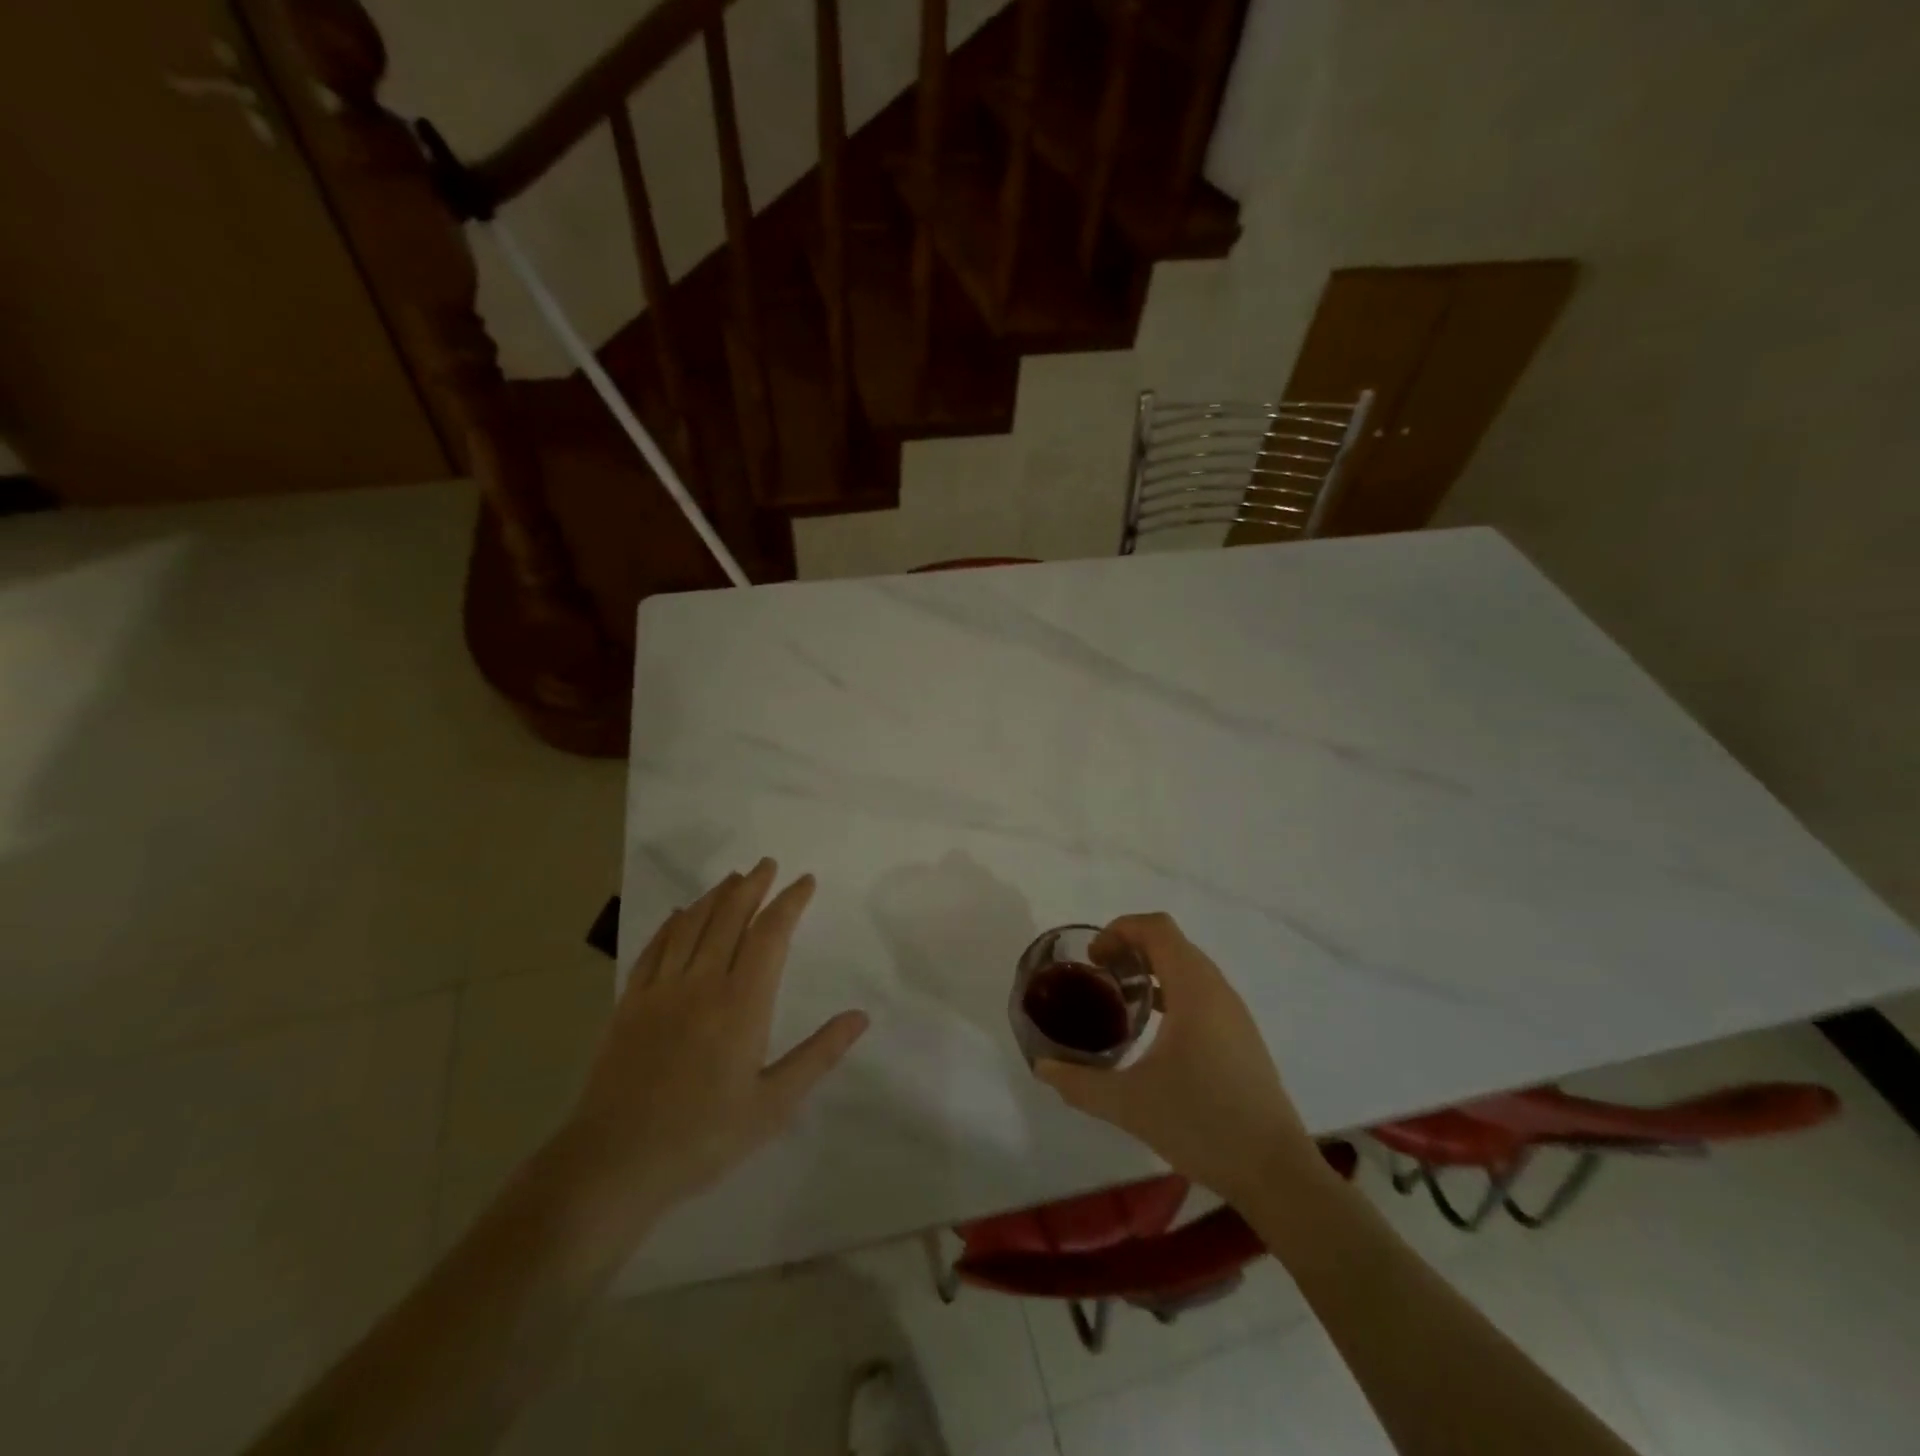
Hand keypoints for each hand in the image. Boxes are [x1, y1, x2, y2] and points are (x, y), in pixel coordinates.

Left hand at [555, 861, 867, 1251]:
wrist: (615, 1163)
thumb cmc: (704, 1137)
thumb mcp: (774, 1104)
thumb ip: (818, 1054)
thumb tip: (860, 1016)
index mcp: (742, 1003)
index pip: (770, 935)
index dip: (789, 903)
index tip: (805, 881)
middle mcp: (701, 984)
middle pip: (729, 918)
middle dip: (752, 886)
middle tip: (768, 864)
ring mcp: (661, 991)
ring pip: (691, 925)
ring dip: (715, 896)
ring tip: (733, 878)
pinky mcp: (630, 1005)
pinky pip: (654, 949)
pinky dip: (672, 924)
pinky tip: (680, 914)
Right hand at [1034, 913, 1323, 1203]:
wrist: (1276, 1173)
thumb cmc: (1202, 1124)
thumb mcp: (1129, 1104)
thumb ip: (1080, 1083)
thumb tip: (1042, 1067)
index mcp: (1194, 989)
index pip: (1157, 929)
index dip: (1120, 930)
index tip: (1093, 957)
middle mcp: (1217, 990)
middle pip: (1172, 943)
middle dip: (1131, 947)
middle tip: (1098, 975)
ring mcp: (1234, 1014)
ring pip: (1189, 967)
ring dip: (1152, 969)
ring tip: (1120, 999)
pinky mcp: (1241, 1037)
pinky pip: (1201, 992)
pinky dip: (1171, 991)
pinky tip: (1154, 1030)